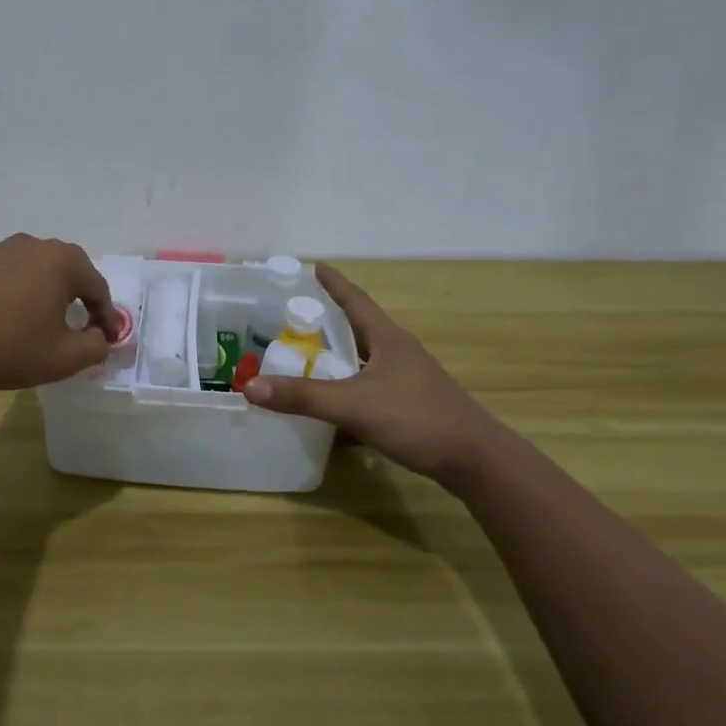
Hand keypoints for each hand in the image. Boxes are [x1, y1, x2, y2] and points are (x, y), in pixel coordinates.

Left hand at [0, 234, 122, 392]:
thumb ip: (95, 347)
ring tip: (42, 322)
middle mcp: (30, 245)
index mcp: (60, 261)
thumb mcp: (64, 358)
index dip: (107, 316)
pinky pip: (5, 276)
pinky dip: (15, 294)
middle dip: (79, 298)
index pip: (97, 287)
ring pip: (34, 271)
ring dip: (44, 293)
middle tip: (83, 326)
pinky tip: (6, 319)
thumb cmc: (9, 348)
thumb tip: (100, 338)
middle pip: (66, 271)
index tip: (109, 339)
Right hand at [244, 263, 512, 493]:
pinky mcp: (412, 404)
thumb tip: (250, 386)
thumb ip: (303, 397)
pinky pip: (371, 388)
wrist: (475, 460)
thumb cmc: (416, 419)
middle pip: (358, 327)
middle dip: (328, 321)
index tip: (313, 266)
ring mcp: (408, 379)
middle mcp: (398, 351)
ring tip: (307, 358)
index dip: (333, 282)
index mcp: (387, 338)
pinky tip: (333, 407)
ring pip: (365, 360)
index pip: (354, 299)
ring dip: (338, 357)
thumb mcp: (353, 406)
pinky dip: (349, 390)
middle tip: (294, 317)